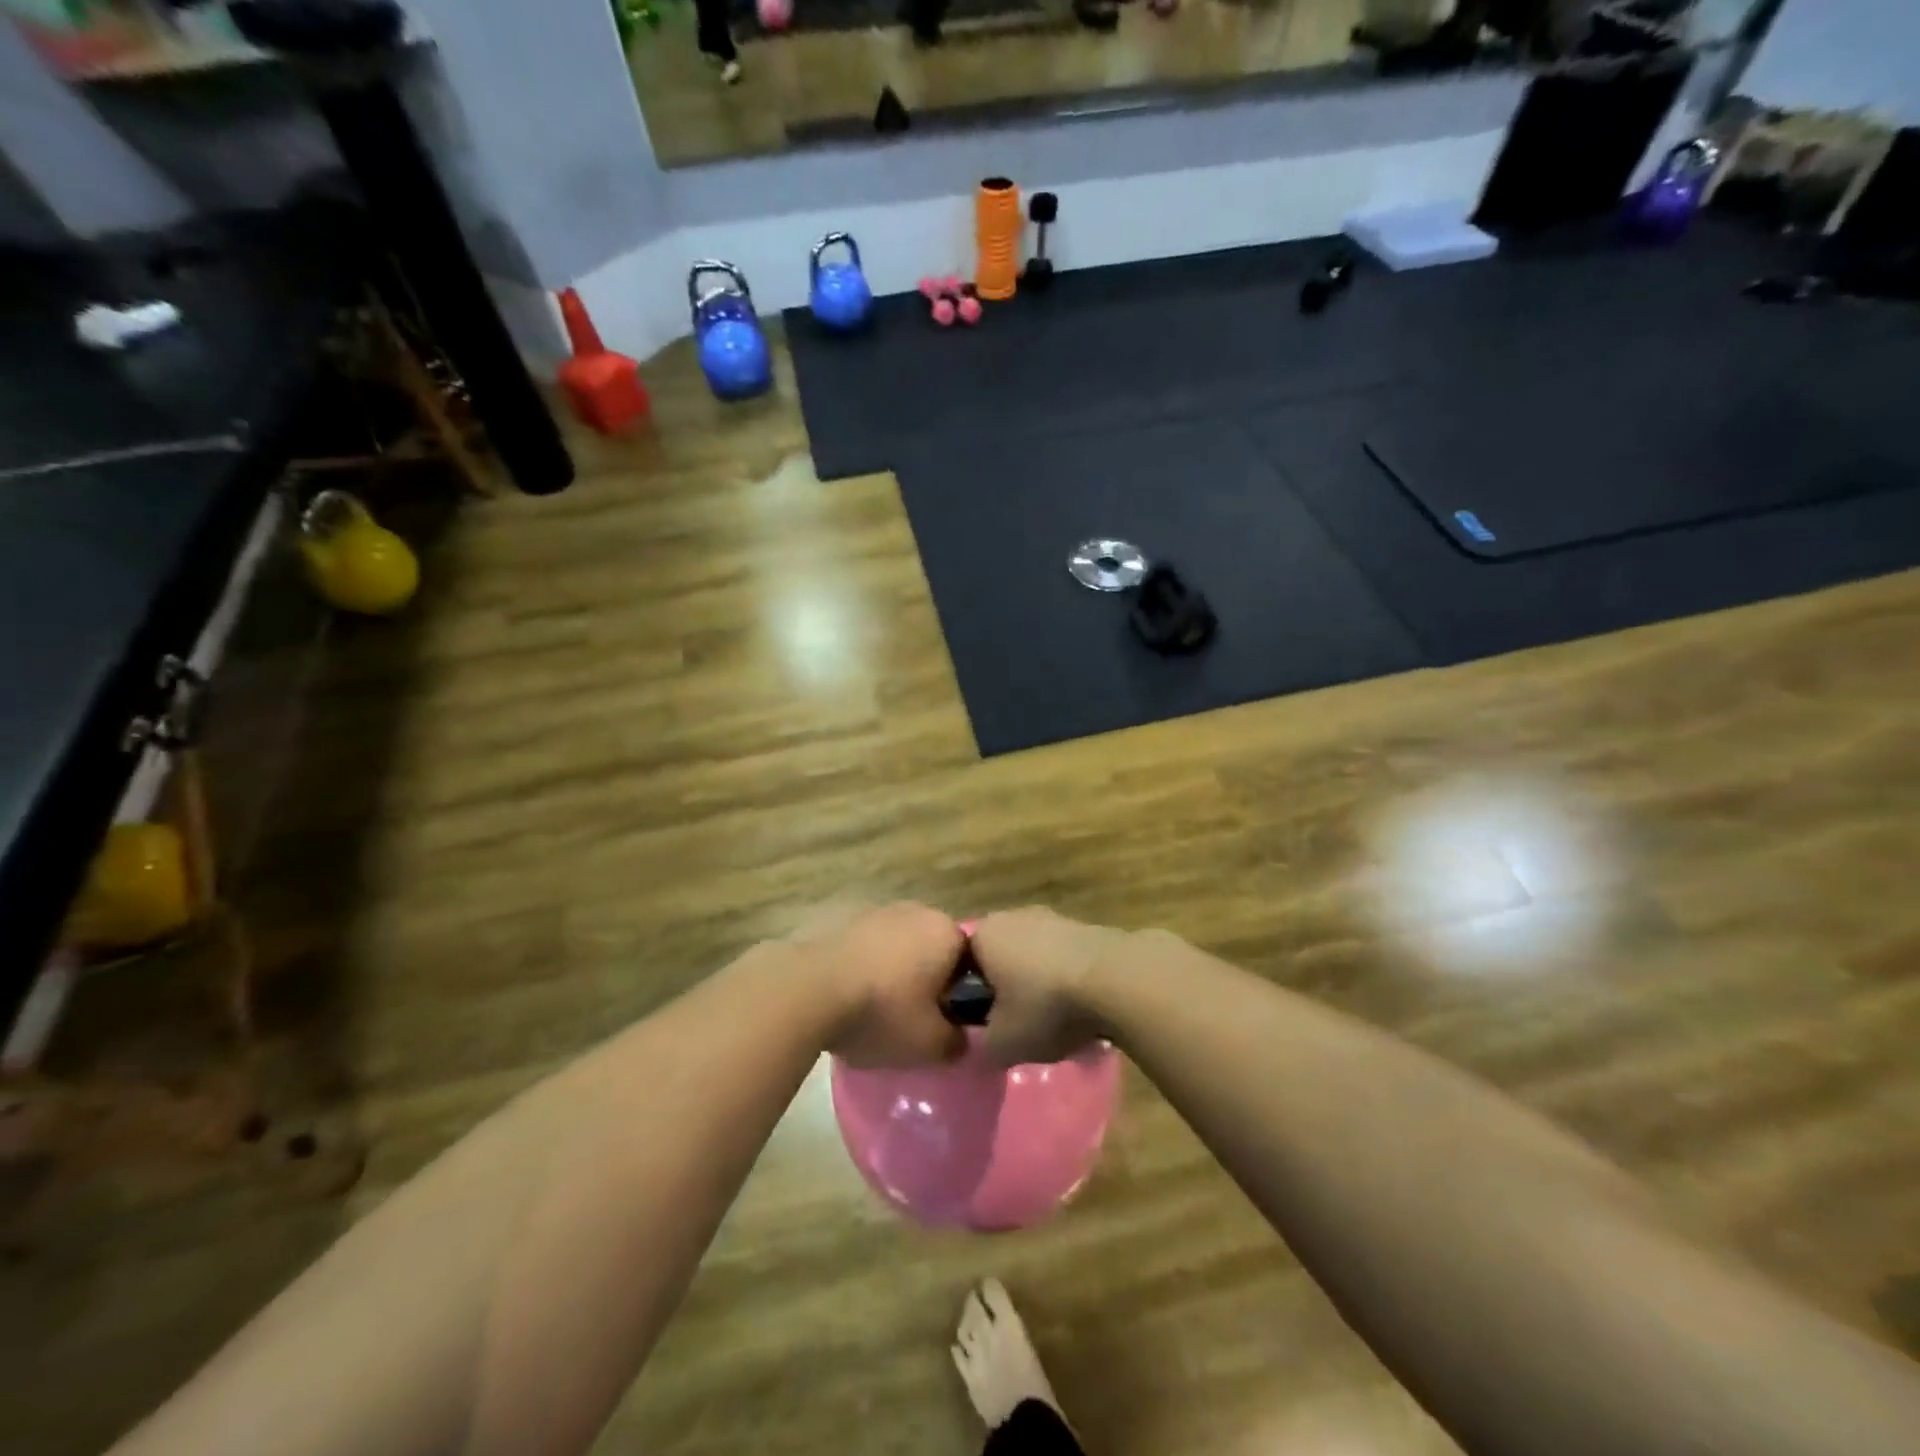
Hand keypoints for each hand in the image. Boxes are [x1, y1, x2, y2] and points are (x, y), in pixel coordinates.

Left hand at [788, 901, 966, 1066]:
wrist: (805, 989)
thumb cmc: (881, 1012)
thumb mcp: (930, 1045)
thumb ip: (957, 1042)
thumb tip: (960, 1039)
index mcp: (946, 932)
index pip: (969, 963)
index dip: (958, 996)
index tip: (943, 1023)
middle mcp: (915, 910)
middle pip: (931, 950)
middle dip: (924, 980)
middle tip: (909, 1018)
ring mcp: (874, 909)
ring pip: (896, 946)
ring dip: (891, 971)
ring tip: (872, 1009)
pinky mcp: (839, 916)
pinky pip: (863, 946)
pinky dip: (861, 965)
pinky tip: (845, 995)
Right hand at [968, 907, 1134, 1064]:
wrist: (1116, 980)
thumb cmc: (1045, 1006)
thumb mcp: (1002, 1043)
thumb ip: (982, 1045)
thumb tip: (984, 1043)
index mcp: (983, 935)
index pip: (963, 966)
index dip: (973, 998)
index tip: (986, 1026)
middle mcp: (1013, 916)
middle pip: (1001, 958)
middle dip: (1008, 989)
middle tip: (1019, 1025)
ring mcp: (1052, 917)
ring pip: (1034, 957)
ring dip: (1040, 984)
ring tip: (1055, 1020)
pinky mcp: (1086, 926)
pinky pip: (1065, 958)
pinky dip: (1068, 979)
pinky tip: (1082, 1007)